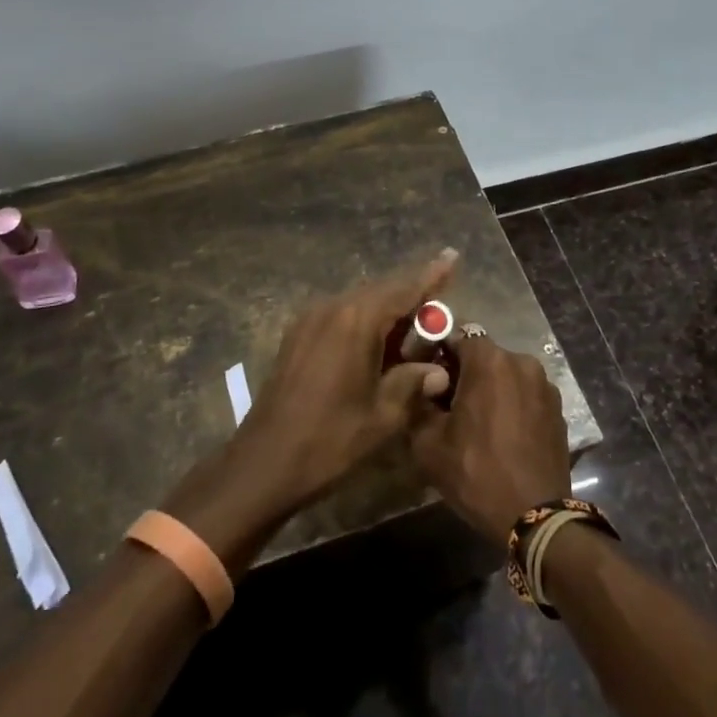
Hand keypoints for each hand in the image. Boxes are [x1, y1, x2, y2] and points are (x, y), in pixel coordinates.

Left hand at [228, 248, 459, 512]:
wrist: (264, 461)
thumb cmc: (330, 440)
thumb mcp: (383, 416)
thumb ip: (413, 383)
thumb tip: (438, 371)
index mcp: (357, 320)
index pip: (403, 289)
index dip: (431, 275)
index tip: (452, 256)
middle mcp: (332, 308)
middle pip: (381, 291)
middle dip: (411, 294)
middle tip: (440, 299)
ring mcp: (310, 319)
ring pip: (359, 302)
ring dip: (387, 309)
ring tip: (413, 324)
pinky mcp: (297, 335)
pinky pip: (340, 315)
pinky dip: (364, 320)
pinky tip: (377, 341)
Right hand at [409, 330, 571, 540]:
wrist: (535, 517)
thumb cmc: (477, 473)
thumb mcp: (428, 442)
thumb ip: (419, 402)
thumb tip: (424, 383)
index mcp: (489, 360)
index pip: (457, 336)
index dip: (439, 352)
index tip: (428, 376)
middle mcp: (521, 361)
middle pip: (484, 355)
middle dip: (465, 373)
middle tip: (448, 404)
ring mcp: (545, 385)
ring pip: (506, 375)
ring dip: (491, 389)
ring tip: (477, 423)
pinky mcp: (558, 409)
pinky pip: (525, 394)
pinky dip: (512, 404)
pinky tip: (502, 435)